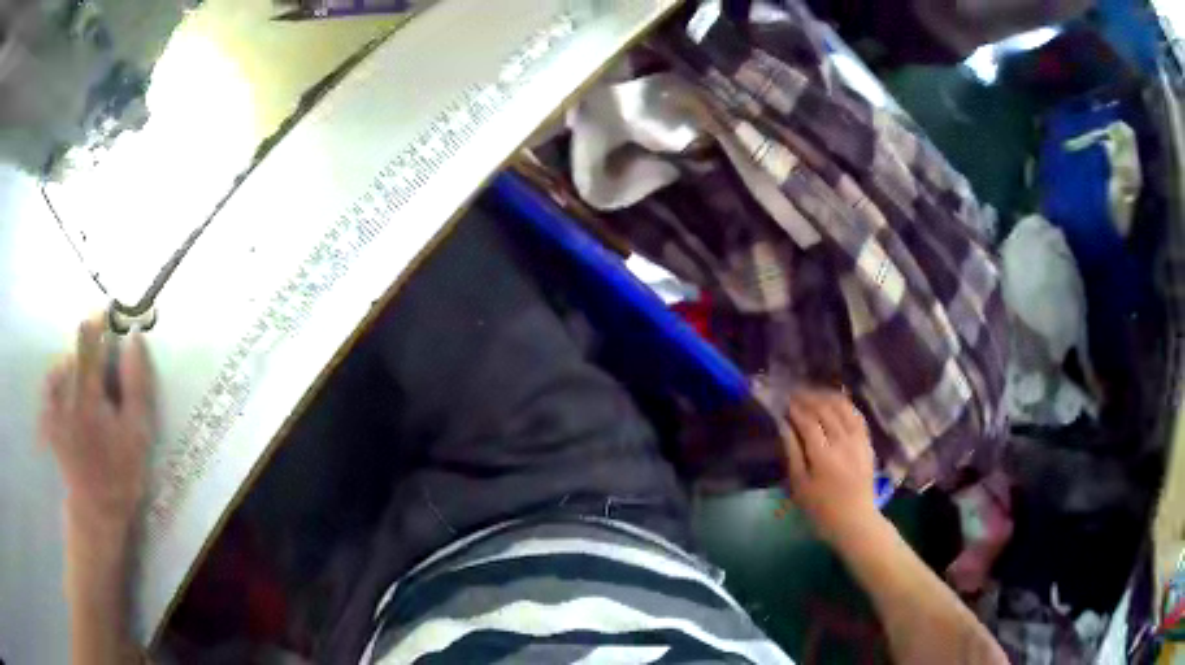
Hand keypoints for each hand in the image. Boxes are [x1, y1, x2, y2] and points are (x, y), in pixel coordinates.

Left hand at [40, 315, 154, 535]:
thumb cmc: (119, 473)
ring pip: (63, 364)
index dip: (100, 320)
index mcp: (87, 392)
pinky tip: (71, 399)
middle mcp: (64, 390)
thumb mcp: (138, 433)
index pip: (89, 335)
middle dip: (92, 355)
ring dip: (77, 369)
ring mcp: (52, 403)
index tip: (113, 319)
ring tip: (90, 396)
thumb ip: (136, 383)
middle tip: (105, 382)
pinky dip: (62, 381)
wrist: (94, 511)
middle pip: (76, 349)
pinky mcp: (47, 414)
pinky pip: (52, 381)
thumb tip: (135, 336)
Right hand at [780, 389, 880, 545]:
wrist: (855, 520)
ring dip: (826, 396)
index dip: (795, 409)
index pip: (808, 422)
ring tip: (813, 394)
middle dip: (808, 399)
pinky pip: (856, 415)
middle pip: (825, 410)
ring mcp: (858, 440)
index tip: (784, 402)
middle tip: (794, 395)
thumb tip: (783, 426)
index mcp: (823, 455)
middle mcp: (843, 442)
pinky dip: (845, 404)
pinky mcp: (867, 442)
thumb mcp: (800, 486)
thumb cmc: (821, 509)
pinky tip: (835, 402)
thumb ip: (792, 452)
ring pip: (843, 407)